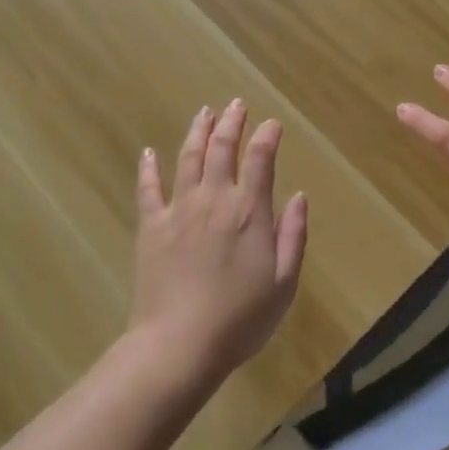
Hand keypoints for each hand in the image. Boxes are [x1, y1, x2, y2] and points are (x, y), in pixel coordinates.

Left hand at [129, 99, 307, 383]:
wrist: (179, 345)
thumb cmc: (240, 318)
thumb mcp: (284, 282)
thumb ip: (293, 234)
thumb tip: (300, 195)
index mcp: (249, 211)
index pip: (261, 159)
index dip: (267, 136)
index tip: (273, 124)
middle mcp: (214, 199)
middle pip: (222, 148)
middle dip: (231, 122)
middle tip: (236, 104)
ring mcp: (179, 210)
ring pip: (188, 158)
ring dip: (198, 131)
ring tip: (204, 112)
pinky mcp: (151, 227)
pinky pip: (148, 189)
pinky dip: (149, 168)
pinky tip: (149, 152)